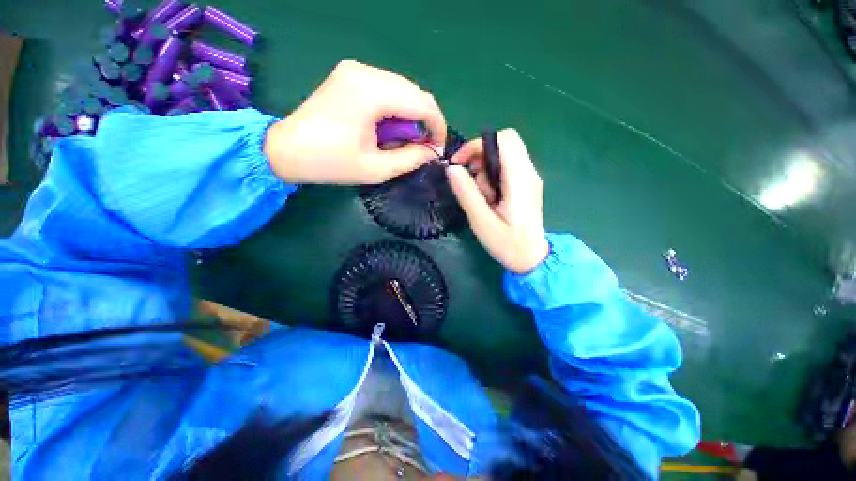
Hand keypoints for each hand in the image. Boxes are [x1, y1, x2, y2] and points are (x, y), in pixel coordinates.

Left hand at [263, 60, 446, 183]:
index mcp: (371, 93)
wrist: (287, 150)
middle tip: (422, 147)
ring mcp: (356, 69)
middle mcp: (365, 71)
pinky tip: (389, 127)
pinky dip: (396, 108)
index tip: (437, 149)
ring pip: (403, 89)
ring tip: (404, 140)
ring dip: (411, 115)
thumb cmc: (331, 163)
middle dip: (425, 121)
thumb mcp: (376, 169)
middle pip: (415, 92)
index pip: (423, 103)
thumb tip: (432, 152)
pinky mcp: (350, 74)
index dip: (437, 127)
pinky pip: (387, 88)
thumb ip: (410, 159)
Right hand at [446, 129, 548, 273]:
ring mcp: (529, 177)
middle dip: (480, 155)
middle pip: (505, 142)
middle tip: (470, 179)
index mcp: (520, 180)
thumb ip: (467, 194)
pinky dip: (492, 175)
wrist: (531, 258)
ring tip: (481, 196)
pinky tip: (488, 196)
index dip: (477, 145)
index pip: (503, 140)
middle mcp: (528, 172)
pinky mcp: (525, 184)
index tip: (458, 163)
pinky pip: (506, 167)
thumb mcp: (482, 222)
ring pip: (504, 154)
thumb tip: (451, 169)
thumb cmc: (508, 244)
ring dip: (485, 168)